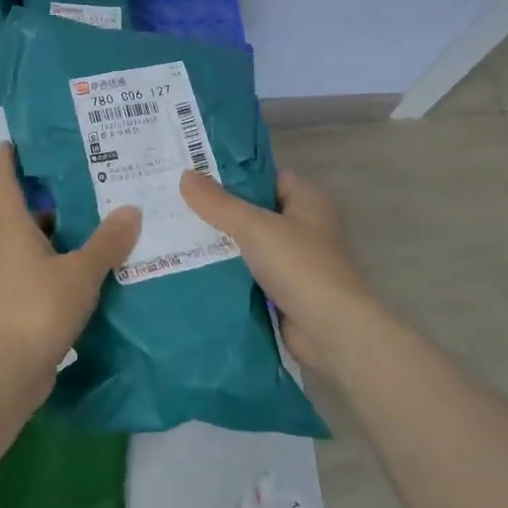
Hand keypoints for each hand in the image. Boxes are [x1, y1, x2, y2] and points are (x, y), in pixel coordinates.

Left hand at [0, 145, 141, 376]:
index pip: (4, 185)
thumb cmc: (39, 307)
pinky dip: (65, 267)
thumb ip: (106, 242)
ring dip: (63, 237)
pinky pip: (45, 274)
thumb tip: (131, 209)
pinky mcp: (21, 307)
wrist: (9, 370)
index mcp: (14, 231)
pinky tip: (93, 272)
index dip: (5, 162)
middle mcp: (8, 251)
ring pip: (38, 248)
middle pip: (27, 216)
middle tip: (87, 185)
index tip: (10, 142)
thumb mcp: (81, 271)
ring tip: (100, 227)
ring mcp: (11, 281)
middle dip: (52, 200)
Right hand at [179, 167, 376, 372]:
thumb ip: (219, 203)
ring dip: (221, 246)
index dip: (234, 176)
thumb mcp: (254, 226)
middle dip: (220, 213)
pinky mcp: (286, 292)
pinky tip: (194, 270)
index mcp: (309, 201)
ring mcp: (297, 262)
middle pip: (255, 212)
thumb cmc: (299, 266)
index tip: (196, 177)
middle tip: (178, 206)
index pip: (267, 178)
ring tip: (177, 237)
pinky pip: (250, 275)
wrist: (330, 331)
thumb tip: (186, 176)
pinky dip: (228, 274)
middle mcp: (306, 228)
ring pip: (250, 246)